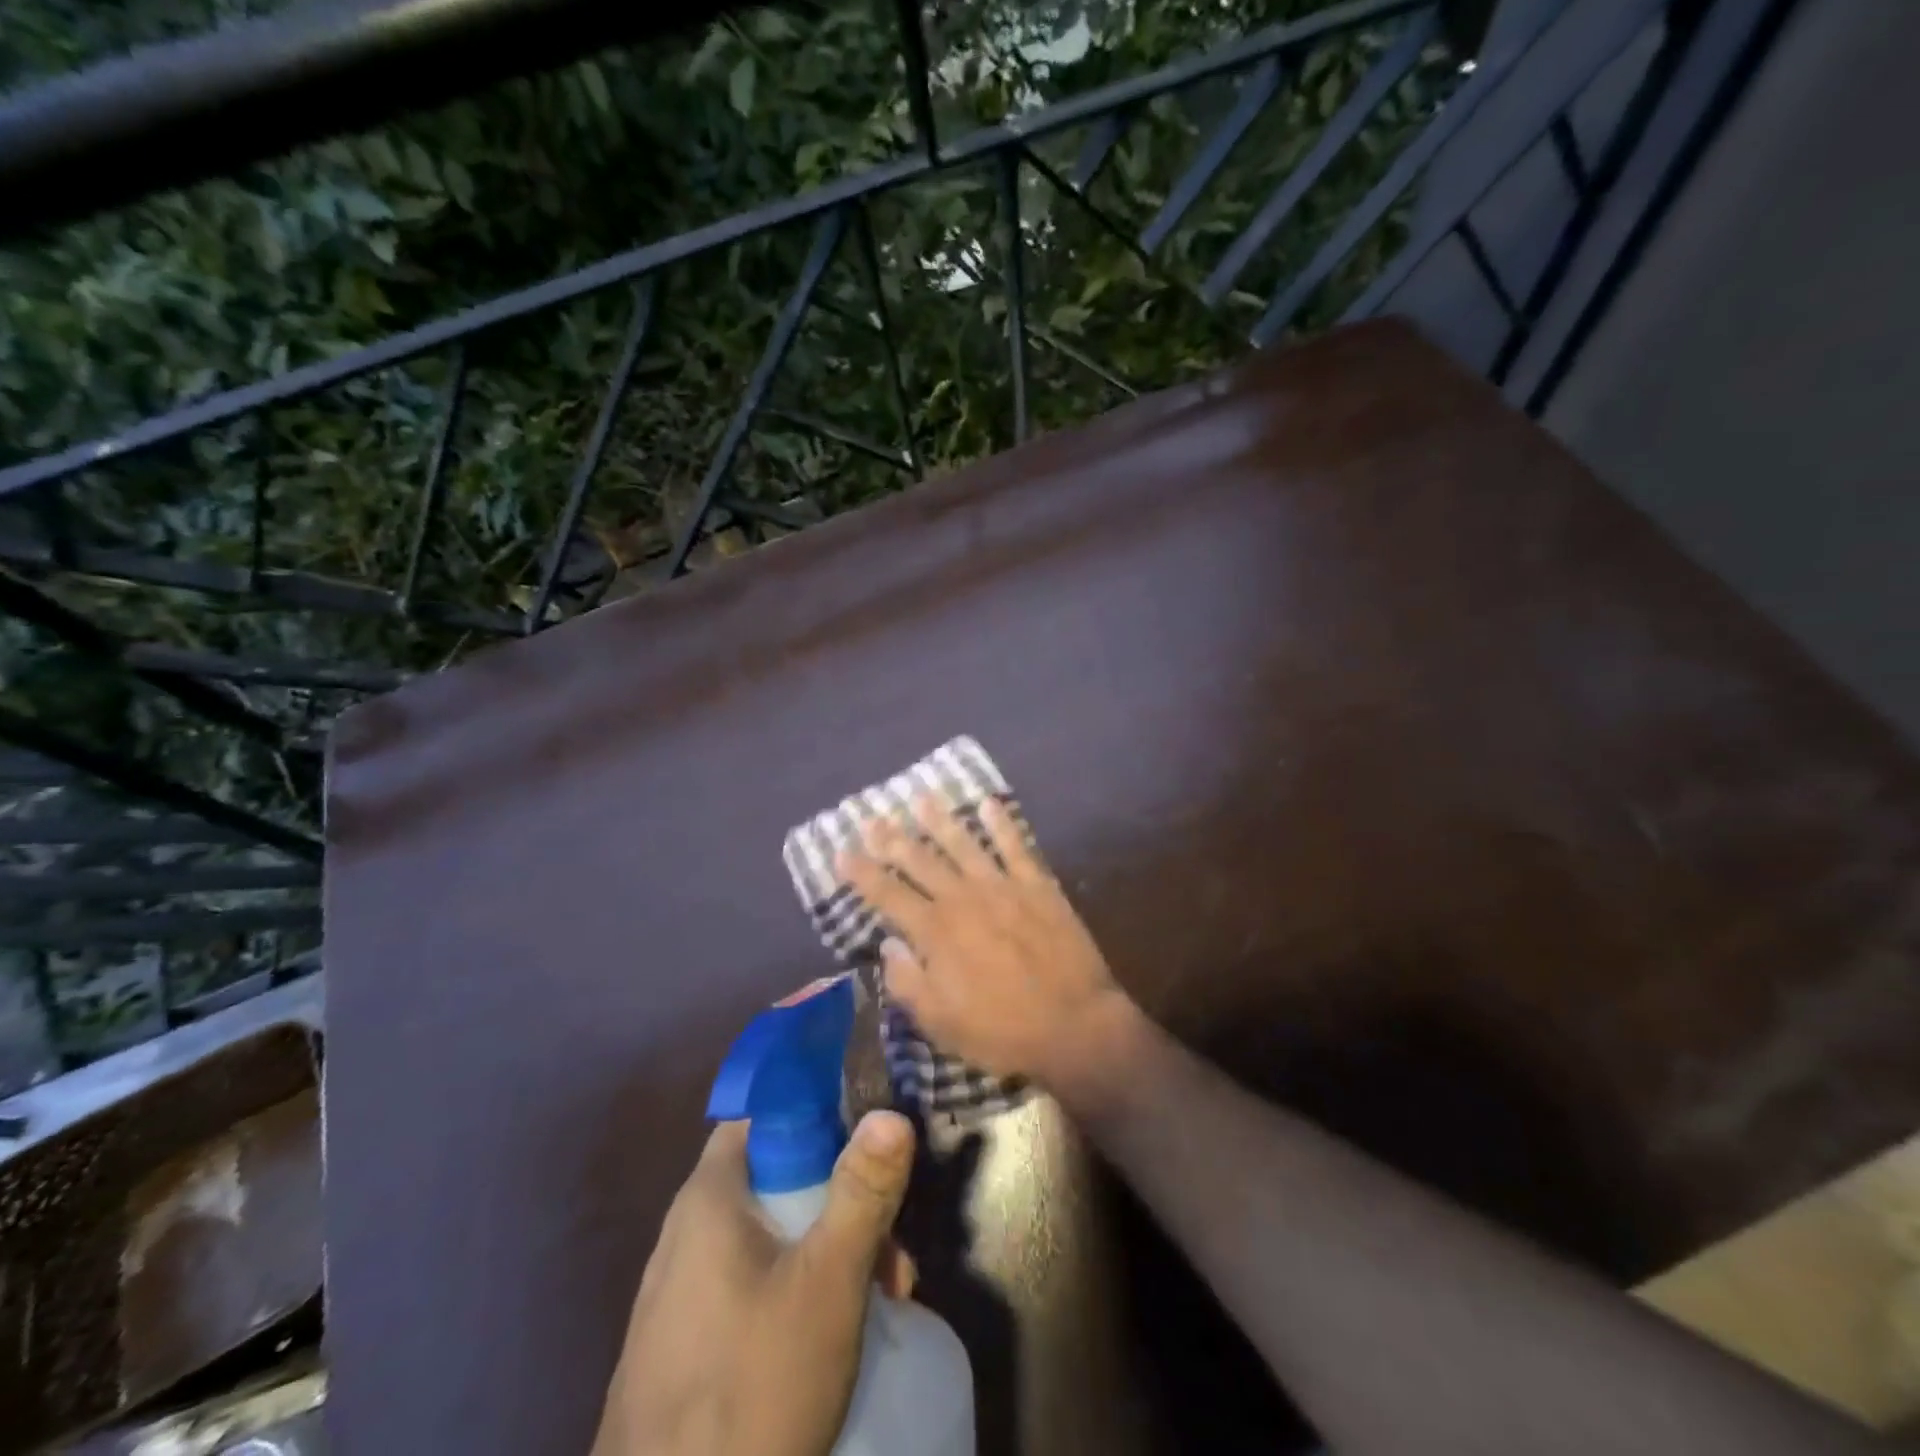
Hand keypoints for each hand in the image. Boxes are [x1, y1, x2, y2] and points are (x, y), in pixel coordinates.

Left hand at [593, 1111, 916, 1455]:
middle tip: (893, 1243)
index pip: (763, 1114)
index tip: (870, 1136)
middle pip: (775, 1178)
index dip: (819, 1111)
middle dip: (841, 1198)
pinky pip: (749, 1286)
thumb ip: (862, 1191)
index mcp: (708, 1197)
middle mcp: (685, 1233)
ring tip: (885, 1296)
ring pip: (769, 1237)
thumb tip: (890, 1111)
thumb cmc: (751, 1391)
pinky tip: (835, 1337)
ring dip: (828, 1249)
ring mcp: (680, 1294)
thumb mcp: (827, 1283)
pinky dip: (797, 1289)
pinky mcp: (684, 1347)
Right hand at [839, 794, 1126, 1086]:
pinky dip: (1001, 824)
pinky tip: (989, 804)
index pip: (888, 895)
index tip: (841, 851)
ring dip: (940, 820)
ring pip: (963, 845)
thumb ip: (907, 982)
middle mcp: (963, 899)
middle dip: (893, 839)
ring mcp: (1002, 887)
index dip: (862, 873)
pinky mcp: (1037, 886)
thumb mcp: (940, 1023)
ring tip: (922, 797)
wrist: (1074, 1025)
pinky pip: (1015, 847)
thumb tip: (888, 946)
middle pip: (920, 861)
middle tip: (872, 817)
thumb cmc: (1001, 1032)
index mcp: (935, 932)